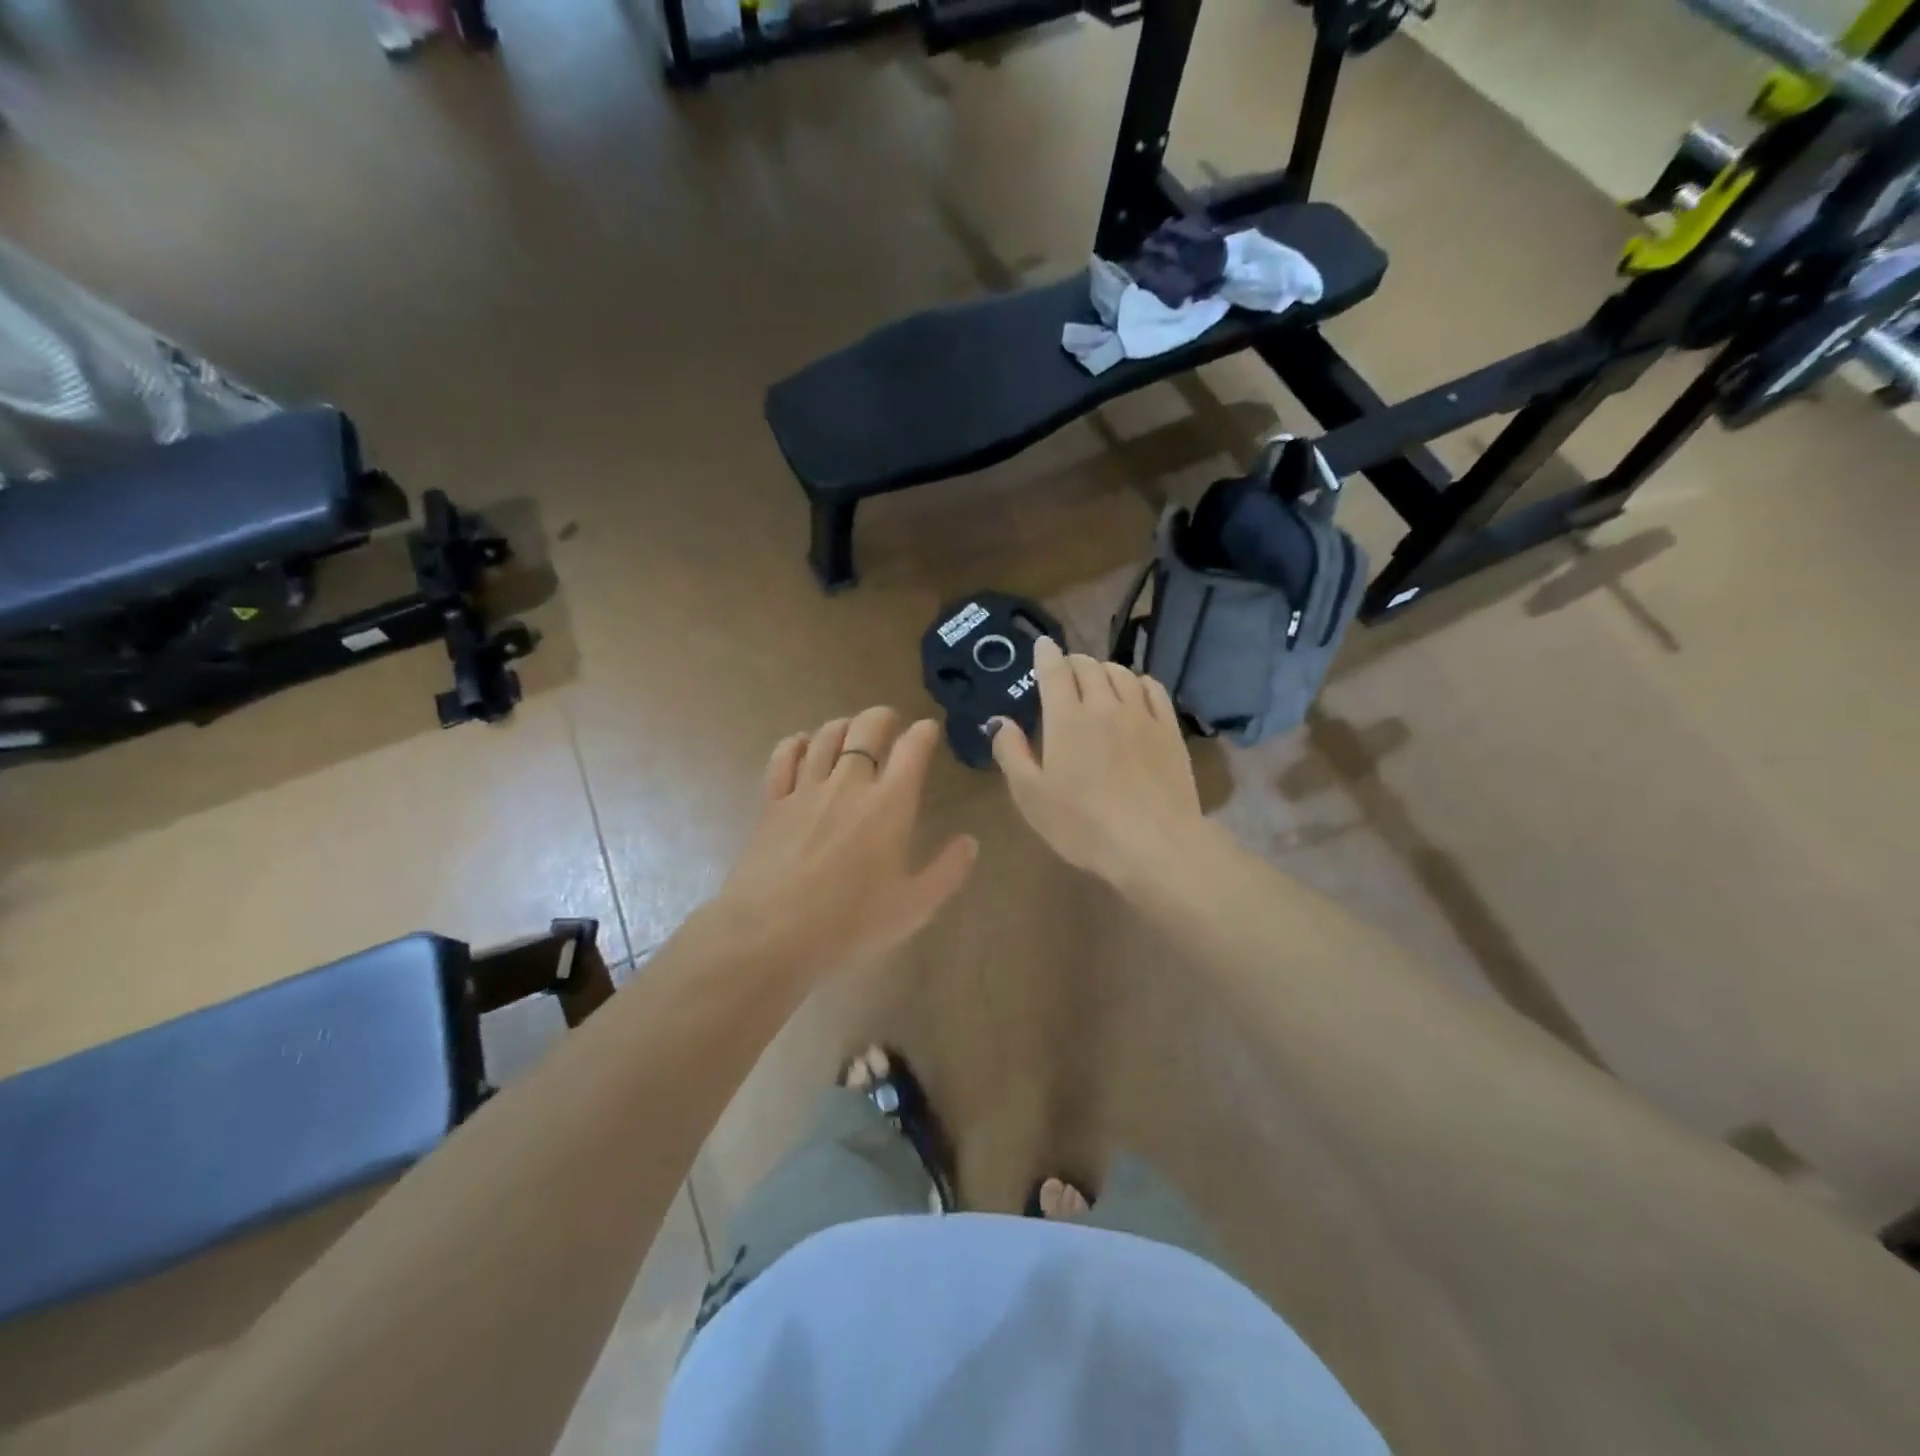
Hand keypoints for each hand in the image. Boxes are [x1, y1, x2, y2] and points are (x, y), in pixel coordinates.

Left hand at [713, 707, 977, 979]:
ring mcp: (806, 790)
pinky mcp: (773, 803)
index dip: (924, 733)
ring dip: (842, 726)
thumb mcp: (914, 907)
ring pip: (825, 737)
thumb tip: (970, 841)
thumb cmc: (850, 923)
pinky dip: (795, 743)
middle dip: (882, 718)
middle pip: (866, 729)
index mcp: (890, 804)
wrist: (770, 934)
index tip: (928, 730)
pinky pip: (783, 758)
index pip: (912, 749)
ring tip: (850, 731)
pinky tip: (801, 743)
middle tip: (890, 724)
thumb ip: (947, 871)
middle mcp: (849, 784)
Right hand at [989, 637, 1205, 887]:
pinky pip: (1153, 689)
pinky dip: (1138, 682)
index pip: (1054, 670)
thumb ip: (1011, 754)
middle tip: (1065, 671)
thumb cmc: (1082, 825)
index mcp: (1066, 719)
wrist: (1154, 844)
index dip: (1046, 653)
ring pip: (1121, 673)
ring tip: (1097, 680)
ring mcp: (1141, 715)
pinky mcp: (1169, 730)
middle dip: (1073, 661)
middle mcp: (1104, 706)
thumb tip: (1000, 721)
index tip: (1042, 645)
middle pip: (1088, 666)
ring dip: (1104, 669)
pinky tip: (1134, 691)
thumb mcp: (1031, 797)